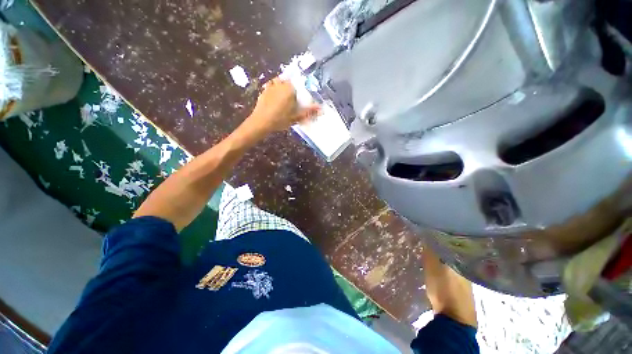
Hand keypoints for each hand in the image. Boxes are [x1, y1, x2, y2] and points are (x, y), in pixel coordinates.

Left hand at [245, 77, 319, 133]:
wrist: (261, 122)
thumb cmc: (280, 119)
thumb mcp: (296, 117)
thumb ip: (309, 112)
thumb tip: (321, 109)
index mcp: (290, 88)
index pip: (299, 85)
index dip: (300, 93)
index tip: (299, 102)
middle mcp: (280, 83)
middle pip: (290, 83)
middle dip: (292, 90)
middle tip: (292, 103)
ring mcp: (271, 85)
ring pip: (280, 83)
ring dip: (283, 88)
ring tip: (284, 100)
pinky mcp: (264, 90)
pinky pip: (272, 85)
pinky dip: (275, 89)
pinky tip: (275, 98)